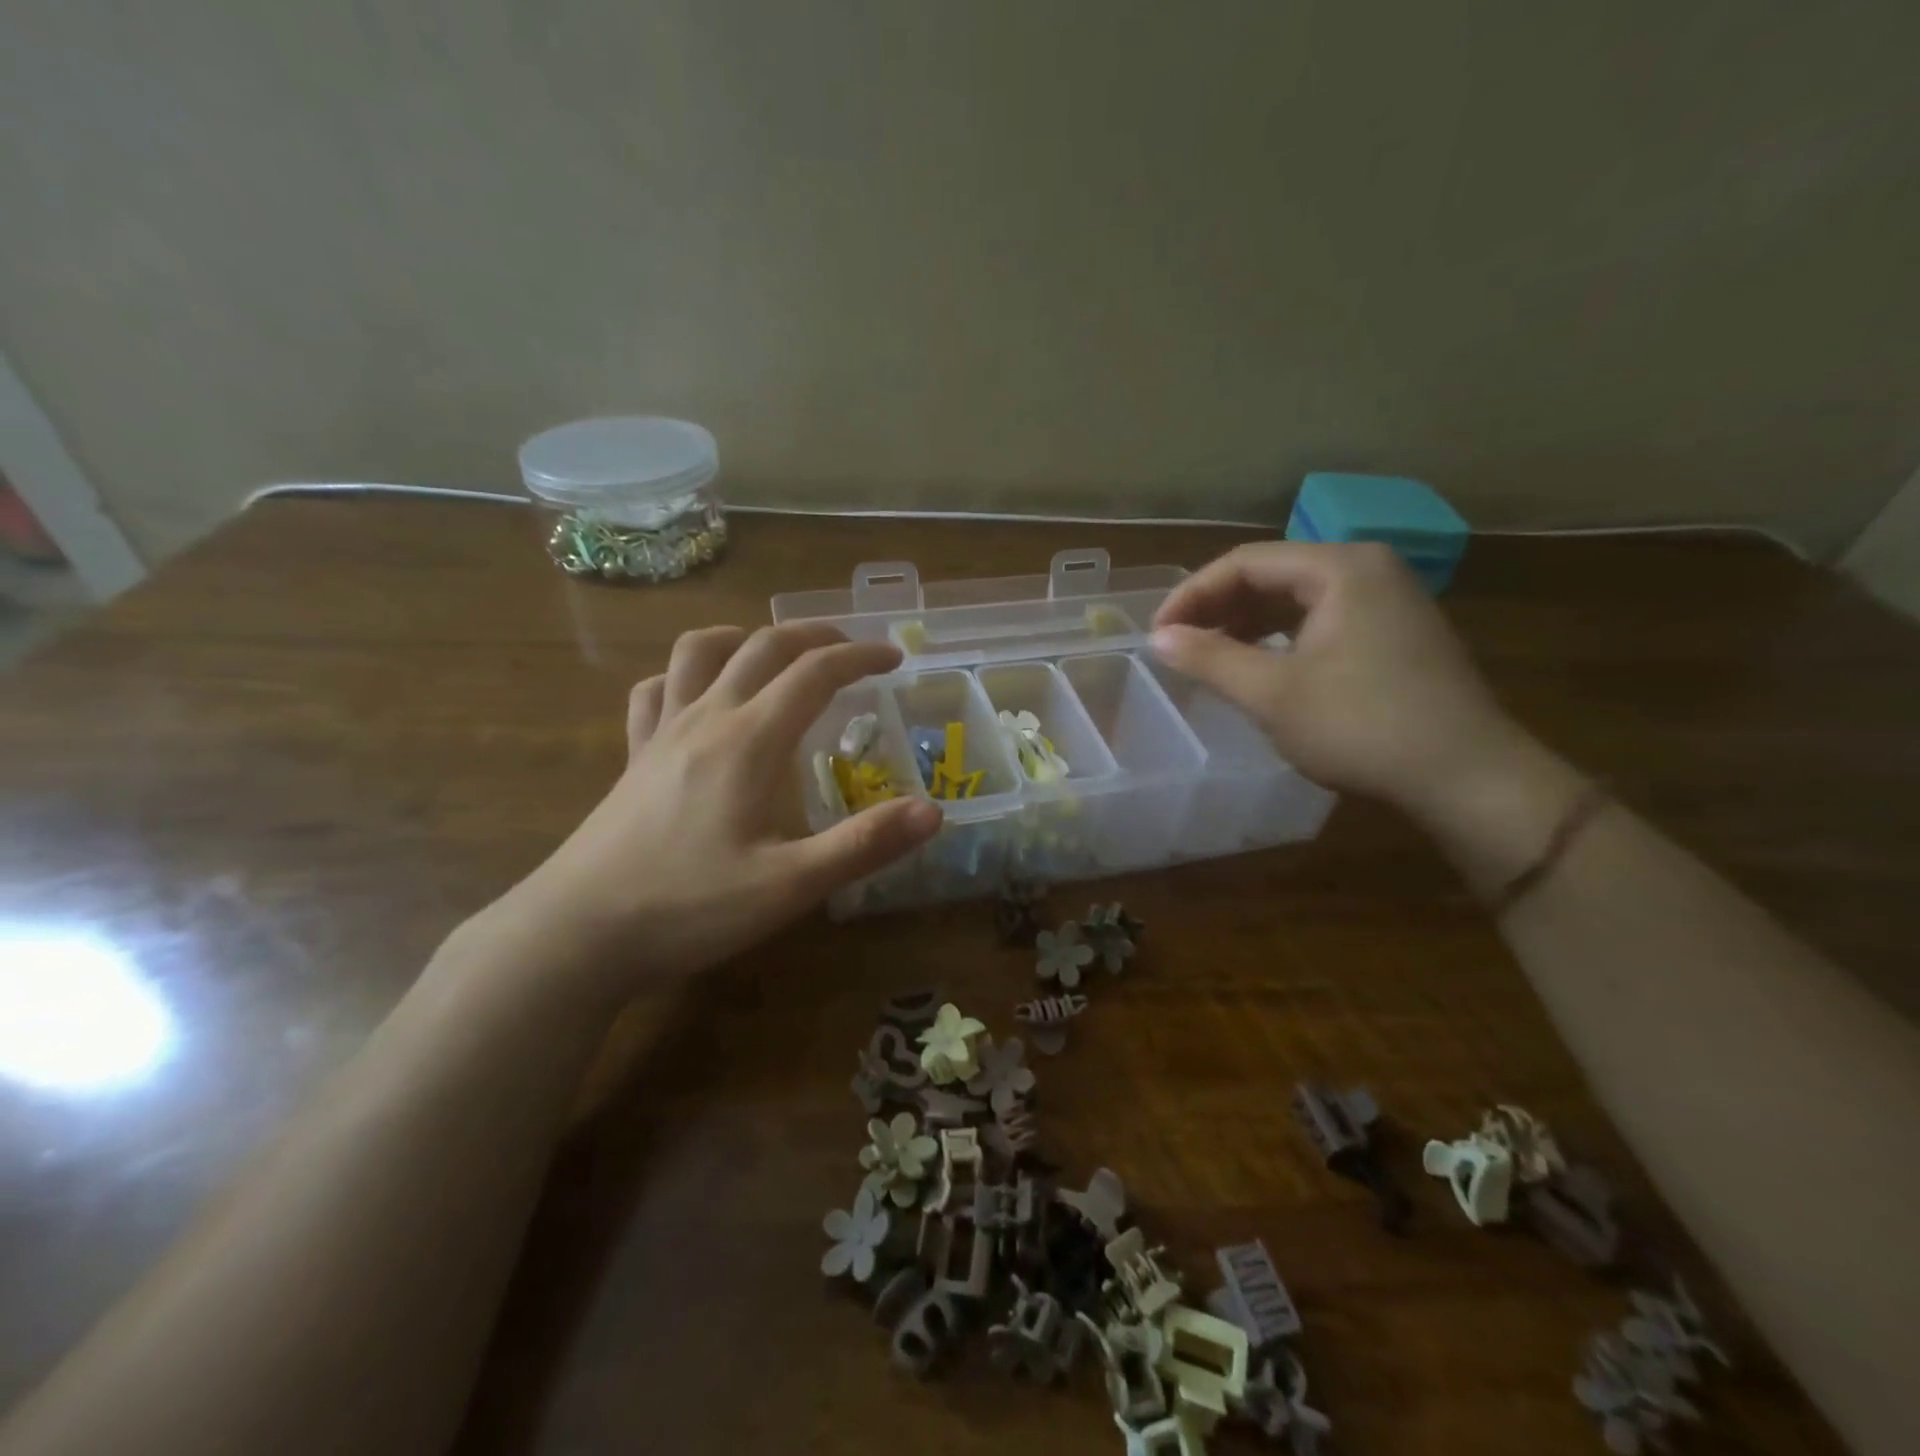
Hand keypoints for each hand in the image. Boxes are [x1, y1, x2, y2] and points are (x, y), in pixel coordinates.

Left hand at [500, 623, 940, 1001]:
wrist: (576, 934)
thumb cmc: (688, 908)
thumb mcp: (789, 886)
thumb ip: (863, 845)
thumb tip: (933, 812)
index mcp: (749, 740)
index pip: (814, 672)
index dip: (860, 657)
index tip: (894, 659)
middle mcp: (706, 718)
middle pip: (762, 646)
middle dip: (814, 636)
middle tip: (850, 650)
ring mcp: (661, 733)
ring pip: (699, 651)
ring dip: (745, 638)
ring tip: (774, 655)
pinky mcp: (633, 756)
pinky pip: (656, 690)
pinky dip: (685, 675)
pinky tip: (698, 697)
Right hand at [1150, 542, 1523, 815]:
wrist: (1466, 776)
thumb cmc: (1361, 726)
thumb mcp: (1272, 693)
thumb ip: (1209, 658)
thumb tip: (1157, 637)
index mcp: (1339, 568)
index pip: (1245, 562)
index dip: (1191, 594)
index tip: (1157, 633)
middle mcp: (1367, 569)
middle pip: (1272, 574)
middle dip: (1218, 608)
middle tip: (1179, 646)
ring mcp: (1388, 599)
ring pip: (1296, 598)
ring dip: (1247, 624)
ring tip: (1210, 657)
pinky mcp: (1396, 632)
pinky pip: (1321, 619)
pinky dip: (1281, 637)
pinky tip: (1260, 666)